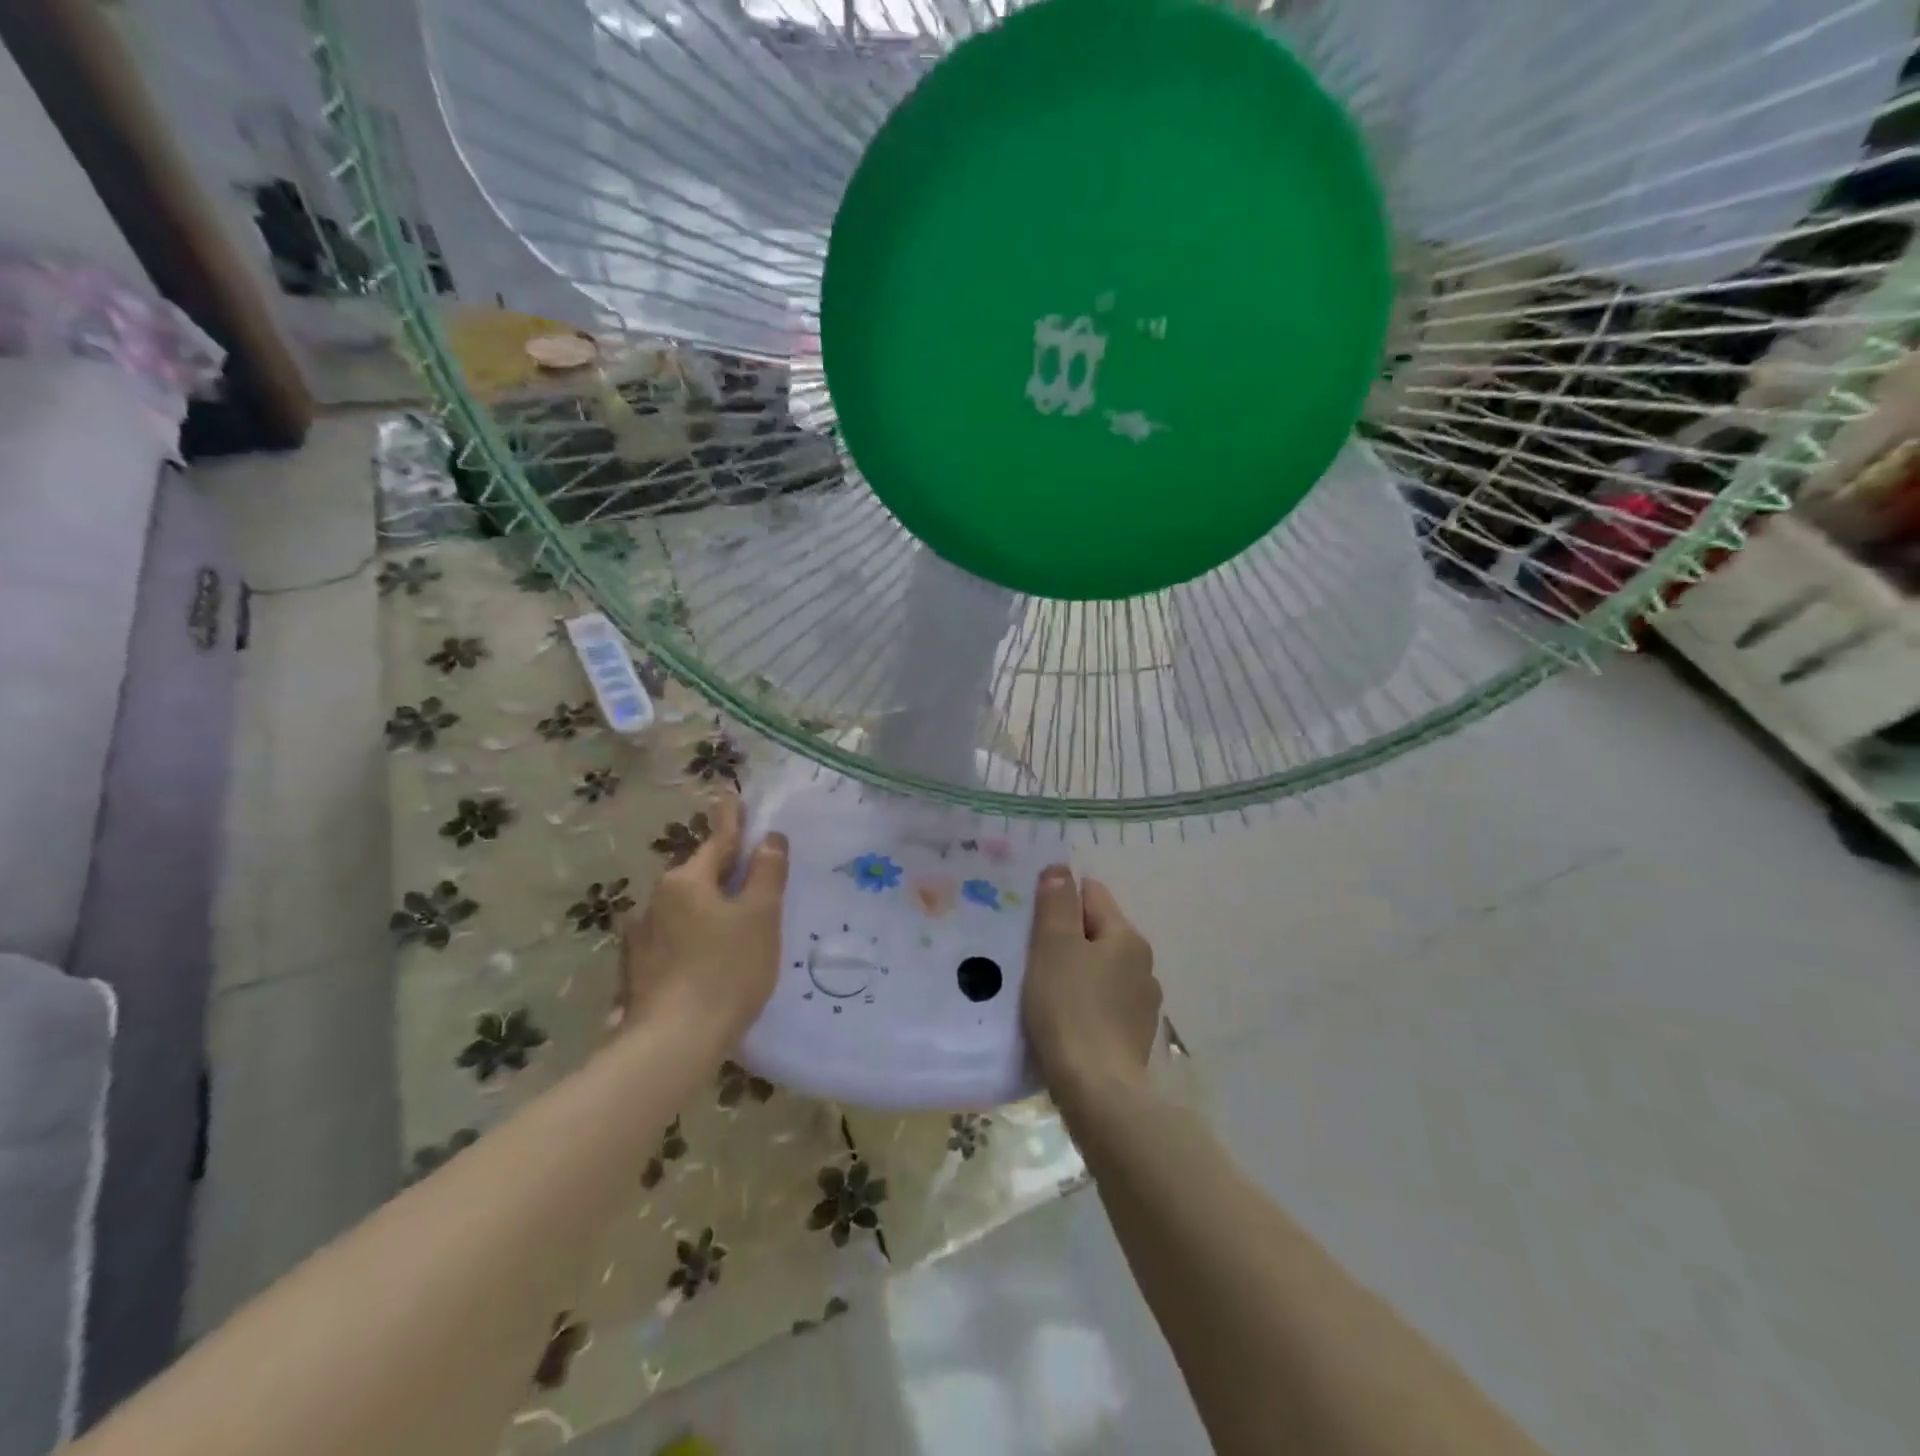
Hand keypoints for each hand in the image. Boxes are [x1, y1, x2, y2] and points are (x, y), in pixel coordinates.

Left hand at [615, 793, 787, 1042]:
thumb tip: (770, 838)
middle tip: (749, 876)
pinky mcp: (637, 970)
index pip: (718, 840)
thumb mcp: (760, 916)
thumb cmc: (726, 970)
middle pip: (699, 876)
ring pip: (684, 909)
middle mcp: (657, 900)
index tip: (729, 792)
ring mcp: (641, 937)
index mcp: (687, 880)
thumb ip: (767, 873)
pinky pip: (672, 940)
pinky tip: (705, 962)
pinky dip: (692, 940)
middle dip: (722, 872)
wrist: (672, 1044)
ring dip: (706, 909)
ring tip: (732, 927)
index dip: (731, 818)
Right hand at [1022, 866, 1161, 1094]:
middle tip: (1030, 957)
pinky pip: (1103, 1002)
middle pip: (1097, 931)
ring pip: (1100, 968)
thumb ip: (1056, 904)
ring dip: (1075, 972)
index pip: (1092, 894)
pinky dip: (1083, 1003)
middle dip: (1066, 938)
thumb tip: (1061, 868)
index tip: (1032, 922)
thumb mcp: (1054, 947)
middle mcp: (1143, 963)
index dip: (1060, 901)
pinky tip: (1062, 1021)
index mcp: (1127, 937)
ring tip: (1043, 991)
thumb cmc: (1070, 1009)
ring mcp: (1142, 1003)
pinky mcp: (1133, 1035)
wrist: (1098, 1091)